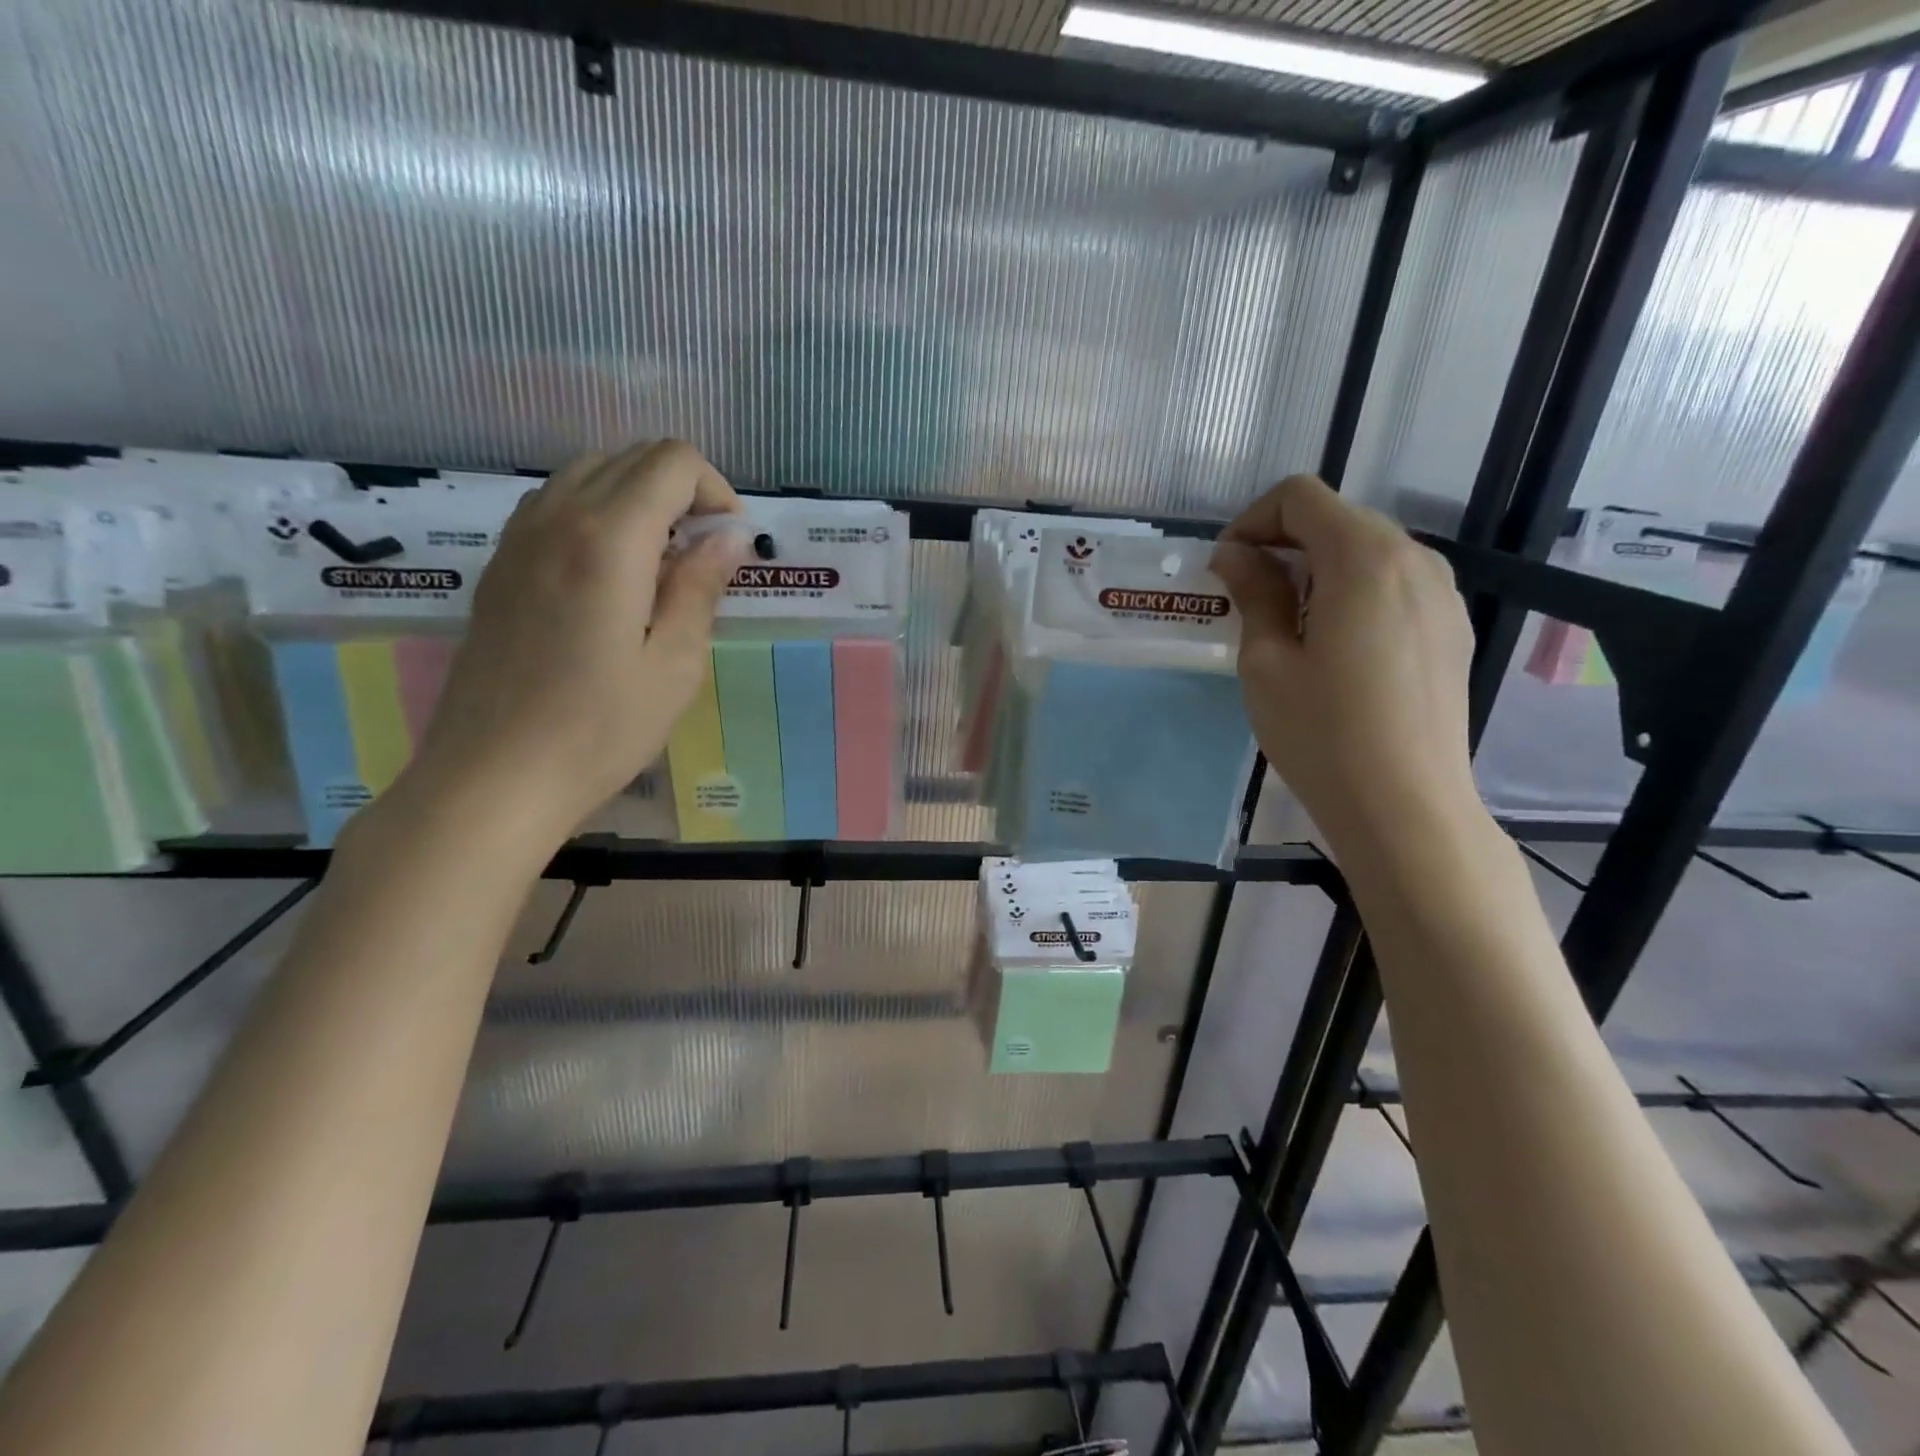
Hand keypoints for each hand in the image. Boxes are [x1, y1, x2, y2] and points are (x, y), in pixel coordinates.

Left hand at [401, 440, 747, 845]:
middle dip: (682, 491)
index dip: (715, 491)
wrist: (493, 778)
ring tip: (659, 569)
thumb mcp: (675, 666)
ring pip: (589, 474)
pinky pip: (555, 506)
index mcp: (608, 539)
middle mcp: (557, 518)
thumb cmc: (600, 730)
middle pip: (630, 457)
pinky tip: (611, 581)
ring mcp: (518, 539)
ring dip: (638, 501)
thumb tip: (728, 537)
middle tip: (702, 560)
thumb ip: (700, 588)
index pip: (672, 461)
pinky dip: (598, 517)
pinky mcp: (500, 566)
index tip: (729, 547)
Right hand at [1209, 475, 1480, 860]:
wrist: (1406, 807)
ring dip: (1318, 569)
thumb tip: (1236, 555)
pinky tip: (1334, 648)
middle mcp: (1415, 559)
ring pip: (1369, 551)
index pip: (1301, 497)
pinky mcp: (1452, 628)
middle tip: (1246, 597)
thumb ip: (1254, 593)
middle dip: (1283, 544)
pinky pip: (1395, 585)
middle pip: (1338, 519)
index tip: (1227, 570)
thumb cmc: (1322, 733)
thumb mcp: (1266, 662)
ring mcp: (1443, 594)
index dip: (1252, 521)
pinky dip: (1353, 593)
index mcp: (1365, 558)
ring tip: (1288, 625)